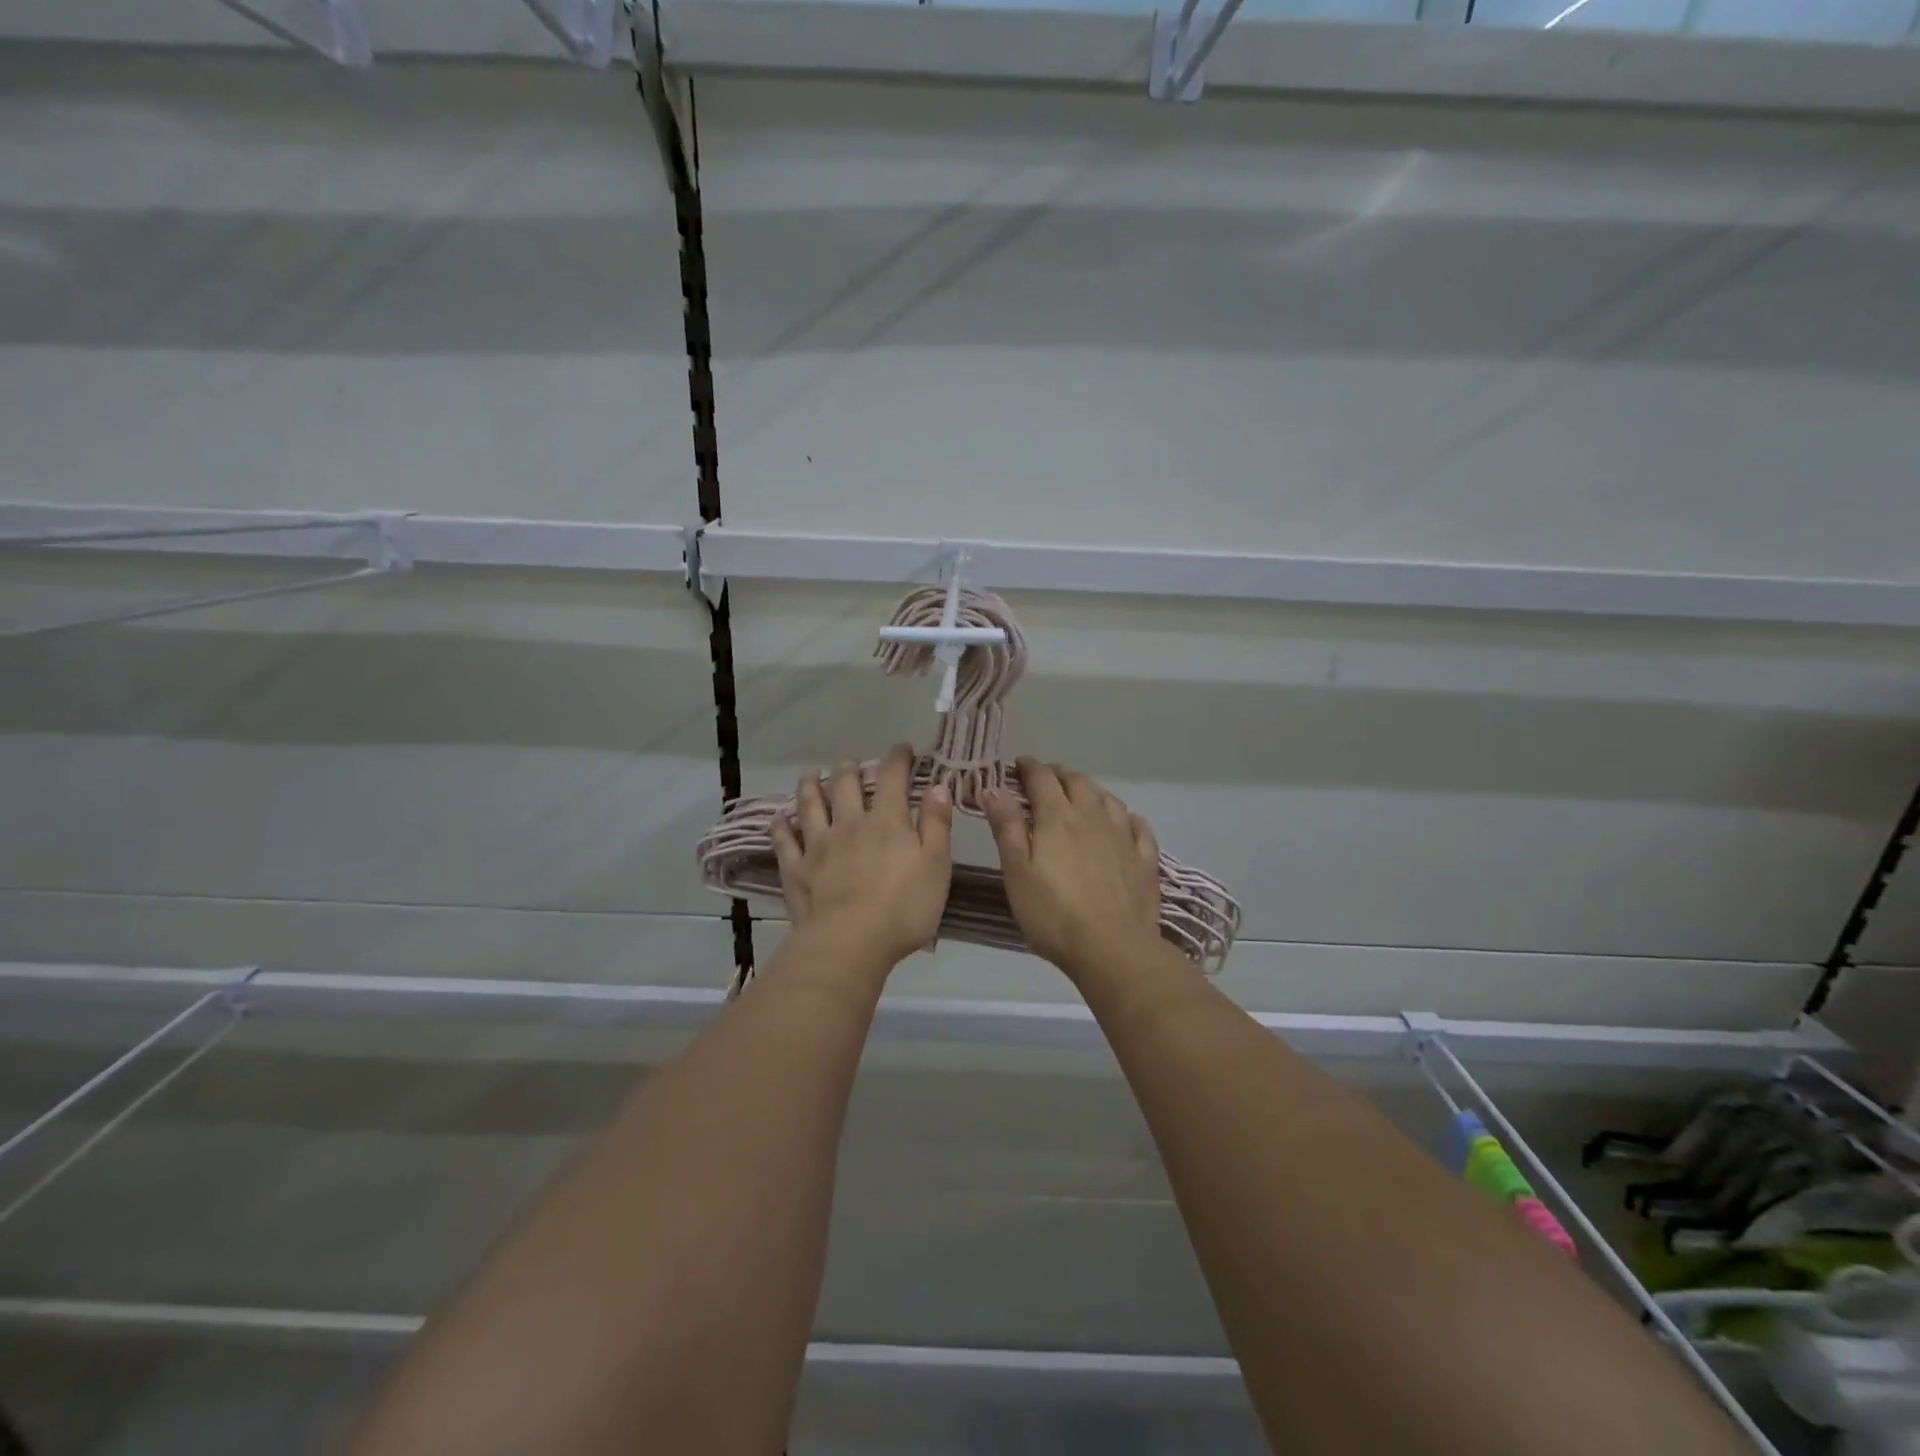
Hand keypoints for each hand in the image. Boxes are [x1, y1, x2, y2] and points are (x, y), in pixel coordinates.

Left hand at [773, 744, 953, 969]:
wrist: (850, 943)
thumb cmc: (903, 908)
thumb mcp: (936, 866)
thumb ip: (937, 824)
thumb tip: (938, 786)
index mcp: (887, 821)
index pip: (893, 778)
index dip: (898, 758)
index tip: (903, 749)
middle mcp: (850, 824)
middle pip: (846, 785)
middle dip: (850, 768)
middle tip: (851, 761)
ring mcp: (818, 845)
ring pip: (811, 805)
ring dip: (810, 786)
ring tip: (810, 774)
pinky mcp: (797, 869)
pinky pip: (785, 842)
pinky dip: (781, 827)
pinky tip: (779, 818)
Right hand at [982, 758, 1161, 979]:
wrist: (1112, 948)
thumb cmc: (1053, 912)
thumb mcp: (1017, 871)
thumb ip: (1006, 827)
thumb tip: (991, 788)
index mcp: (1057, 816)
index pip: (1041, 778)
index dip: (1028, 767)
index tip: (1018, 765)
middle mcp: (1092, 816)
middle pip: (1076, 781)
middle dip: (1058, 774)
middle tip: (1045, 779)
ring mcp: (1123, 835)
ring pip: (1107, 798)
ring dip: (1090, 790)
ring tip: (1080, 796)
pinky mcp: (1144, 858)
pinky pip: (1137, 825)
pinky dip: (1125, 816)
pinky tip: (1123, 822)